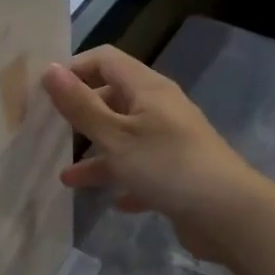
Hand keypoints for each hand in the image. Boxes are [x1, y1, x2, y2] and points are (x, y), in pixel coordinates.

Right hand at [41, 46, 270, 263]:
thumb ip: (80, 105)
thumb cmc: (166, 166)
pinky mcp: (178, 173)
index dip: (75, 69)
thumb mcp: (114, 135)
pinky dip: (124, 181)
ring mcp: (171, 142)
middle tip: (50, 131)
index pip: (105, 60)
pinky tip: (113, 201)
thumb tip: (49, 69)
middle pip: (114, 99)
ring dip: (97, 156)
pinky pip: (142, 171)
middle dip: (82, 114)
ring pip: (124, 139)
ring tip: (68, 178)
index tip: (46, 92)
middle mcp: (160, 109)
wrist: (228, 215)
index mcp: (147, 89)